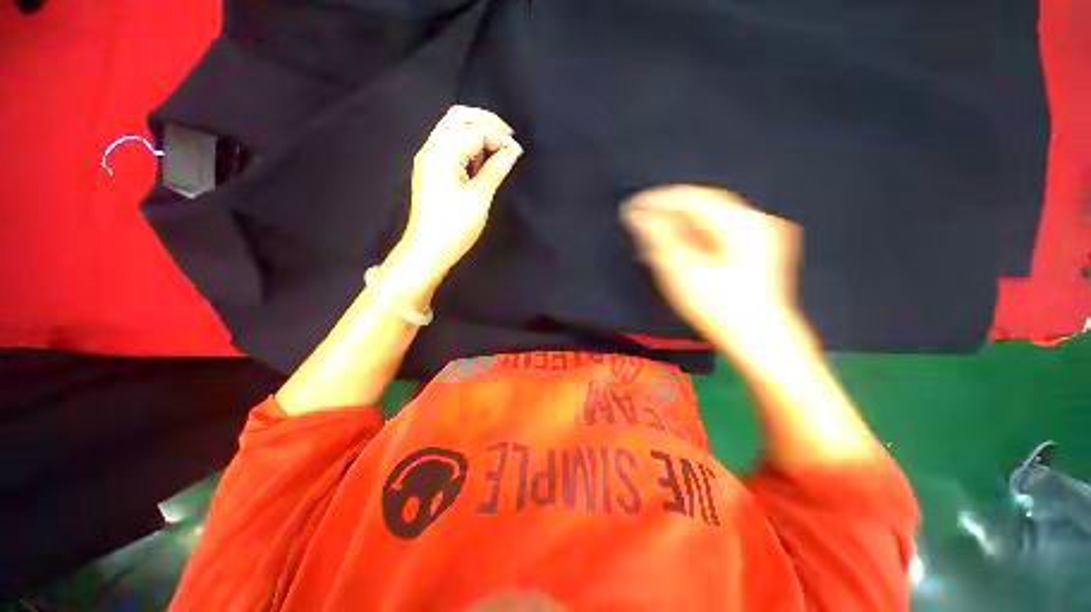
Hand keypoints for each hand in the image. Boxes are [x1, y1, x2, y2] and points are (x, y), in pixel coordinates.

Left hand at [397, 106, 523, 280]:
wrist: (428, 250)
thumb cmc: (454, 229)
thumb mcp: (478, 200)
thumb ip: (495, 171)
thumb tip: (513, 152)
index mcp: (441, 155)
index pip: (474, 131)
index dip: (499, 137)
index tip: (518, 152)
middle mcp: (431, 149)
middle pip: (459, 117)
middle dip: (487, 122)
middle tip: (510, 139)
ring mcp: (429, 158)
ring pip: (454, 128)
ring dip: (478, 131)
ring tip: (501, 147)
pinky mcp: (432, 169)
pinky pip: (452, 144)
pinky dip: (470, 144)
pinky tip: (484, 158)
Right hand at [622, 185, 803, 356]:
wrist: (760, 339)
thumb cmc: (718, 308)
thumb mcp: (682, 272)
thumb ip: (658, 238)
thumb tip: (636, 215)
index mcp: (739, 222)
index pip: (690, 197)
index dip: (657, 200)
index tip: (631, 206)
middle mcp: (755, 219)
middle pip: (702, 204)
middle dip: (668, 212)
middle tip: (639, 221)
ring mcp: (761, 233)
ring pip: (710, 218)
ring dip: (680, 223)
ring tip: (653, 233)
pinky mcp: (758, 247)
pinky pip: (720, 230)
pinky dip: (696, 234)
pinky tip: (679, 244)